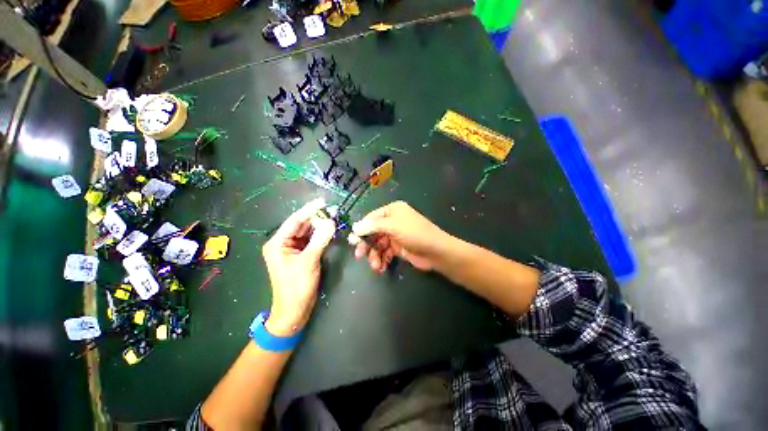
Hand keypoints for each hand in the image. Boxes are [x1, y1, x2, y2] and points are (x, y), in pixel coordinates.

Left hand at [262, 198, 335, 335]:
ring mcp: (292, 250)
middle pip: (301, 226)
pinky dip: (320, 236)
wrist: (294, 310)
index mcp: (277, 243)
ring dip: (320, 227)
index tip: (323, 201)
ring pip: (308, 233)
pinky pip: (311, 241)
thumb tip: (331, 222)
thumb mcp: (308, 261)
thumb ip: (320, 240)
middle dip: (317, 218)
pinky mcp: (301, 255)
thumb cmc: (296, 286)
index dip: (309, 210)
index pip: (294, 221)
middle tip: (333, 212)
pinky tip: (330, 231)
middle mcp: (283, 243)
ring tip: (334, 219)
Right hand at [349, 201, 454, 273]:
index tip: (352, 241)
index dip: (361, 229)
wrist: (436, 252)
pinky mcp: (398, 248)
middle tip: (359, 255)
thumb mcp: (393, 226)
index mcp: (392, 211)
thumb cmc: (415, 234)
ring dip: (374, 255)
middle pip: (373, 232)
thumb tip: (354, 227)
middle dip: (367, 244)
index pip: (371, 218)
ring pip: (378, 244)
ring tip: (375, 266)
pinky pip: (385, 253)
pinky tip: (381, 267)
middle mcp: (393, 221)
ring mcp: (396, 235)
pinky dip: (382, 260)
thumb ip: (372, 226)